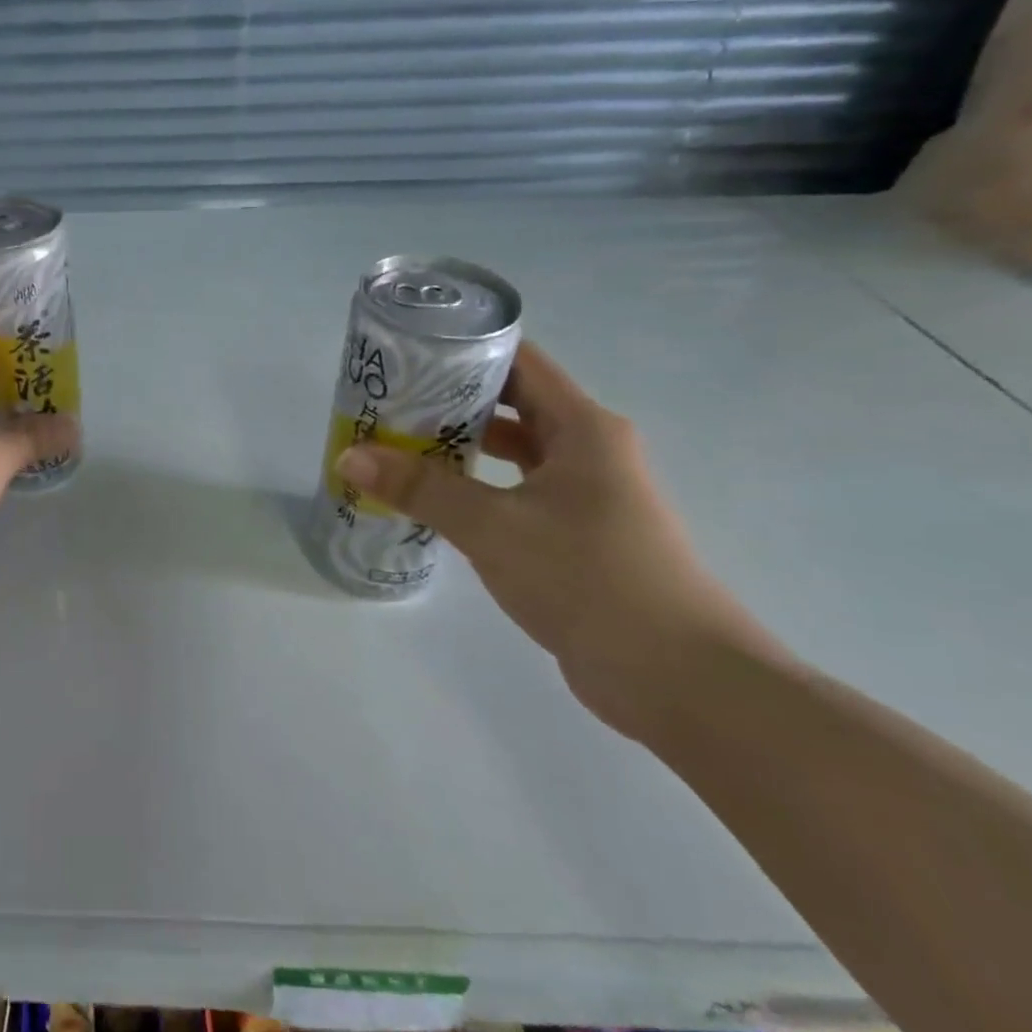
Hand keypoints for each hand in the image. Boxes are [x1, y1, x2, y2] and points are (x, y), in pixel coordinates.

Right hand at [334, 342, 780, 740]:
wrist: (681, 681)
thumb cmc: (590, 579)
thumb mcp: (493, 526)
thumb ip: (420, 487)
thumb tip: (349, 455)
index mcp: (582, 427)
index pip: (518, 361)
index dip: (463, 349)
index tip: (406, 354)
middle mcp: (589, 449)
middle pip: (511, 403)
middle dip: (449, 400)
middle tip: (387, 402)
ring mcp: (586, 494)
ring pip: (512, 451)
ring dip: (459, 445)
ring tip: (397, 444)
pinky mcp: (577, 535)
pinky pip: (515, 491)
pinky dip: (475, 487)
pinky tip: (433, 498)